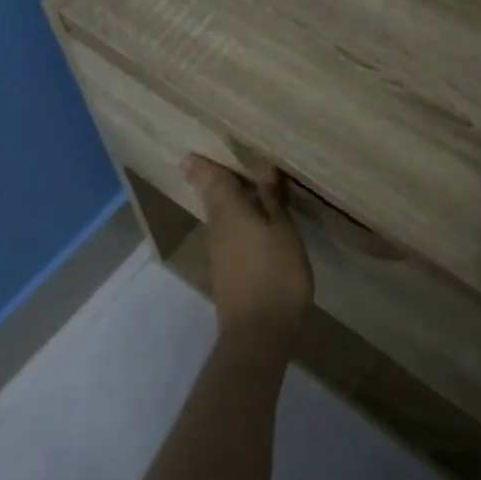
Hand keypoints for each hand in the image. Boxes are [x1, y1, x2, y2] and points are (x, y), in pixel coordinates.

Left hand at [183, 155, 312, 344]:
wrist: (258, 332)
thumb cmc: (276, 274)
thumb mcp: (283, 232)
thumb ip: (273, 200)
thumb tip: (263, 167)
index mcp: (228, 211)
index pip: (211, 177)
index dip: (205, 162)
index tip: (197, 147)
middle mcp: (216, 226)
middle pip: (212, 195)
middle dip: (215, 177)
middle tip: (225, 157)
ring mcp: (218, 250)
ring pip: (220, 214)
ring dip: (228, 198)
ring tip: (246, 182)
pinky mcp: (225, 268)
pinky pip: (227, 231)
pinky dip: (236, 219)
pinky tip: (253, 218)